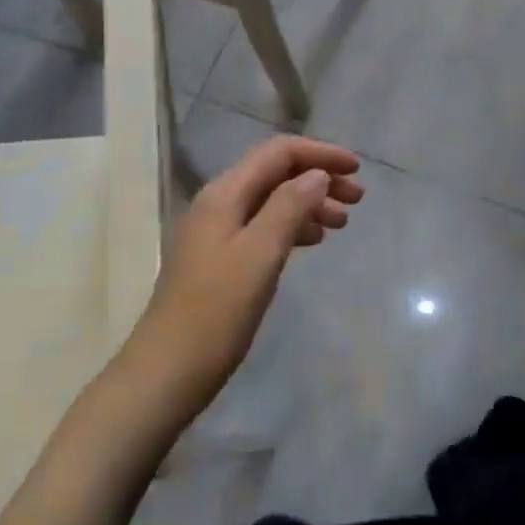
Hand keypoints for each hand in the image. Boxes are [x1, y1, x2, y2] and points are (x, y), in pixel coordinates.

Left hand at [121, 136, 363, 424]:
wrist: (167, 372)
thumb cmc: (217, 311)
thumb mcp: (260, 254)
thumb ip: (289, 207)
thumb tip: (317, 175)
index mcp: (224, 194)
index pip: (277, 153)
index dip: (320, 154)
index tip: (357, 170)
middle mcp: (218, 204)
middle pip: (275, 174)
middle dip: (318, 178)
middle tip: (358, 200)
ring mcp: (217, 233)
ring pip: (271, 201)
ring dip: (308, 203)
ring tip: (342, 224)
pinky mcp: (220, 260)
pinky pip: (263, 227)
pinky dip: (292, 227)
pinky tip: (311, 242)